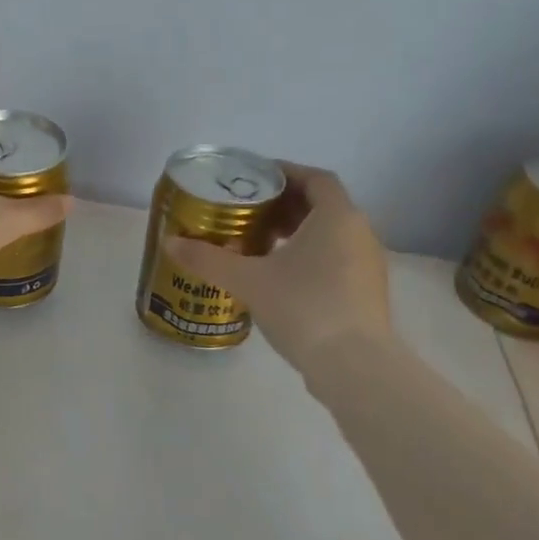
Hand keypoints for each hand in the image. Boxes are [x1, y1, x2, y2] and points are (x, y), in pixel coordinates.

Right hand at [165, 163, 391, 367]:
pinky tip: (278, 277)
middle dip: (283, 205)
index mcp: (336, 217)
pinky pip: (335, 259)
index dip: (285, 173)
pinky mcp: (365, 293)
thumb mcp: (248, 280)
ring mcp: (367, 265)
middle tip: (247, 213)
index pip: (315, 178)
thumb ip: (208, 258)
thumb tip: (170, 242)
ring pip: (329, 235)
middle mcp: (359, 233)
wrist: (354, 366)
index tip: (254, 179)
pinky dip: (308, 256)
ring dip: (295, 233)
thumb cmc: (304, 307)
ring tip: (257, 245)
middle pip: (321, 205)